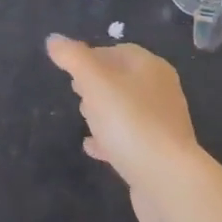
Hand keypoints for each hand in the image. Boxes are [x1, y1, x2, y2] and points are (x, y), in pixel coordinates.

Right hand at [46, 36, 202, 221]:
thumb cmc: (130, 121)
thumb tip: (53, 39)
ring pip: (126, 110)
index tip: (69, 69)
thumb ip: (73, 58)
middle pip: (123, 80)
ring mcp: (162, 125)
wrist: (168, 181)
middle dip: (97, 83)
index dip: (92, 56)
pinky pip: (129, 139)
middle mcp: (161, 92)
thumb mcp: (95, 82)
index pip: (119, 51)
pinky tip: (91, 147)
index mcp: (151, 68)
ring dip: (103, 111)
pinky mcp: (159, 155)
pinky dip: (109, 139)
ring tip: (83, 118)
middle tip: (75, 92)